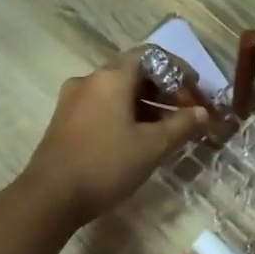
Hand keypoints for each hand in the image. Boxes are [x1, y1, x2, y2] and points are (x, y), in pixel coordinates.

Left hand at [21, 50, 207, 224]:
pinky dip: (126, 115)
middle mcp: (90, 81)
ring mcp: (73, 101)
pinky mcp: (65, 122)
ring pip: (118, 93)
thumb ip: (182, 125)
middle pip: (134, 73)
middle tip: (186, 112)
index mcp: (111, 78)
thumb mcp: (152, 146)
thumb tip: (203, 113)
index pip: (150, 55)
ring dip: (146, 105)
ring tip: (168, 130)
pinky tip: (139, 140)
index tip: (195, 90)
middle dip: (164, 90)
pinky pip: (103, 108)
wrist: (50, 197)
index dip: (177, 69)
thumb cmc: (106, 164)